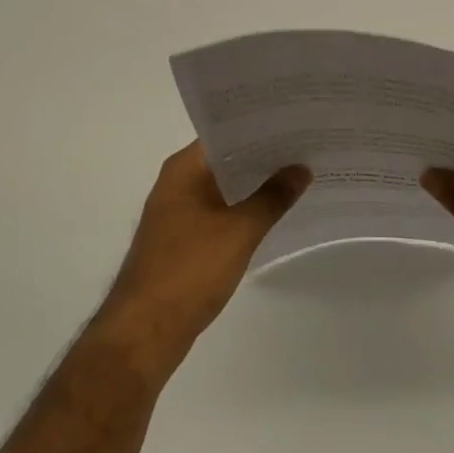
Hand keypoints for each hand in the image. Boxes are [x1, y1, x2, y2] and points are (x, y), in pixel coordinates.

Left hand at [95, 143, 310, 380]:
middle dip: (264, 156)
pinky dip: (244, 209)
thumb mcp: (239, 231)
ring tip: (299, 175)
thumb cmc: (189, 270)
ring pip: (224, 187)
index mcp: (183, 169)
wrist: (145, 330)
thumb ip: (272, 197)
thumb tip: (300, 168)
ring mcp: (178, 212)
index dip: (260, 126)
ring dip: (255, 184)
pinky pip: (220, 212)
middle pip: (226, 159)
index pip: (226, 133)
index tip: (295, 122)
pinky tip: (274, 213)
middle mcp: (177, 183)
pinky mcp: (183, 240)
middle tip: (308, 146)